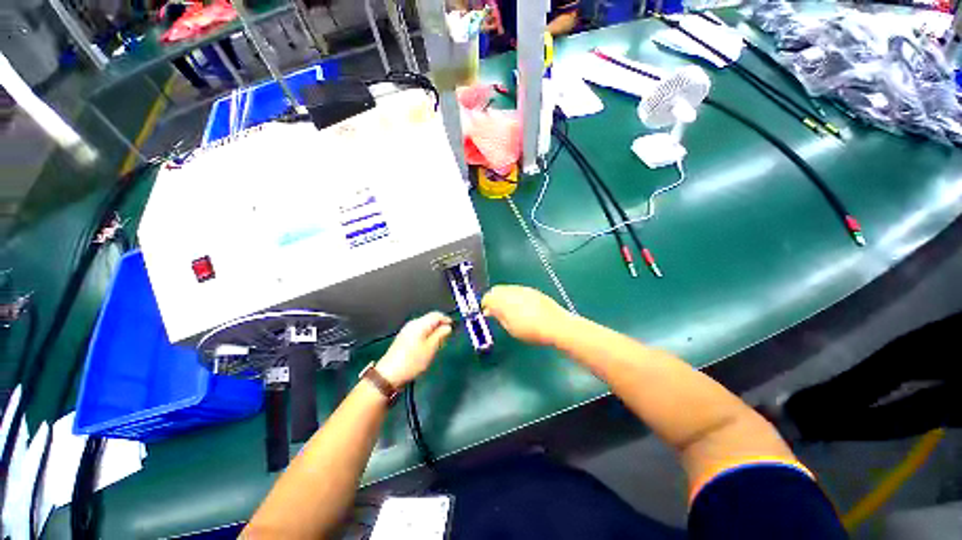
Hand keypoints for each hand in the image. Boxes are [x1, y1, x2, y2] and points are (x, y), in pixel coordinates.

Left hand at [376, 312, 452, 386]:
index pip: (436, 315)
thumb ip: (440, 335)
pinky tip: (428, 347)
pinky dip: (426, 336)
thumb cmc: (413, 361)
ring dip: (434, 332)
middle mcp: (413, 324)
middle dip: (440, 326)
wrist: (389, 374)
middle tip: (447, 338)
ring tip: (439, 344)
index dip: (446, 319)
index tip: (454, 327)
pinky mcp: (404, 338)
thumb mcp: (431, 348)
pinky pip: (419, 332)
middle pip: (430, 320)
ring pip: (425, 326)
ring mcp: (407, 331)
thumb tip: (447, 327)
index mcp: (420, 324)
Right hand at [481, 285, 571, 346]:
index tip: (487, 314)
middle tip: (495, 312)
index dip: (485, 305)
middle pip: (496, 290)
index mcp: (503, 300)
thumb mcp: (509, 328)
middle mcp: (511, 290)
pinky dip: (514, 296)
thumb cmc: (530, 330)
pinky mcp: (532, 290)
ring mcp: (523, 289)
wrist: (556, 325)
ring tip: (509, 311)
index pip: (488, 297)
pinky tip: (521, 307)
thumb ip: (498, 316)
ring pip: (507, 289)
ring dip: (504, 297)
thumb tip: (490, 311)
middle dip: (494, 299)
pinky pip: (517, 290)